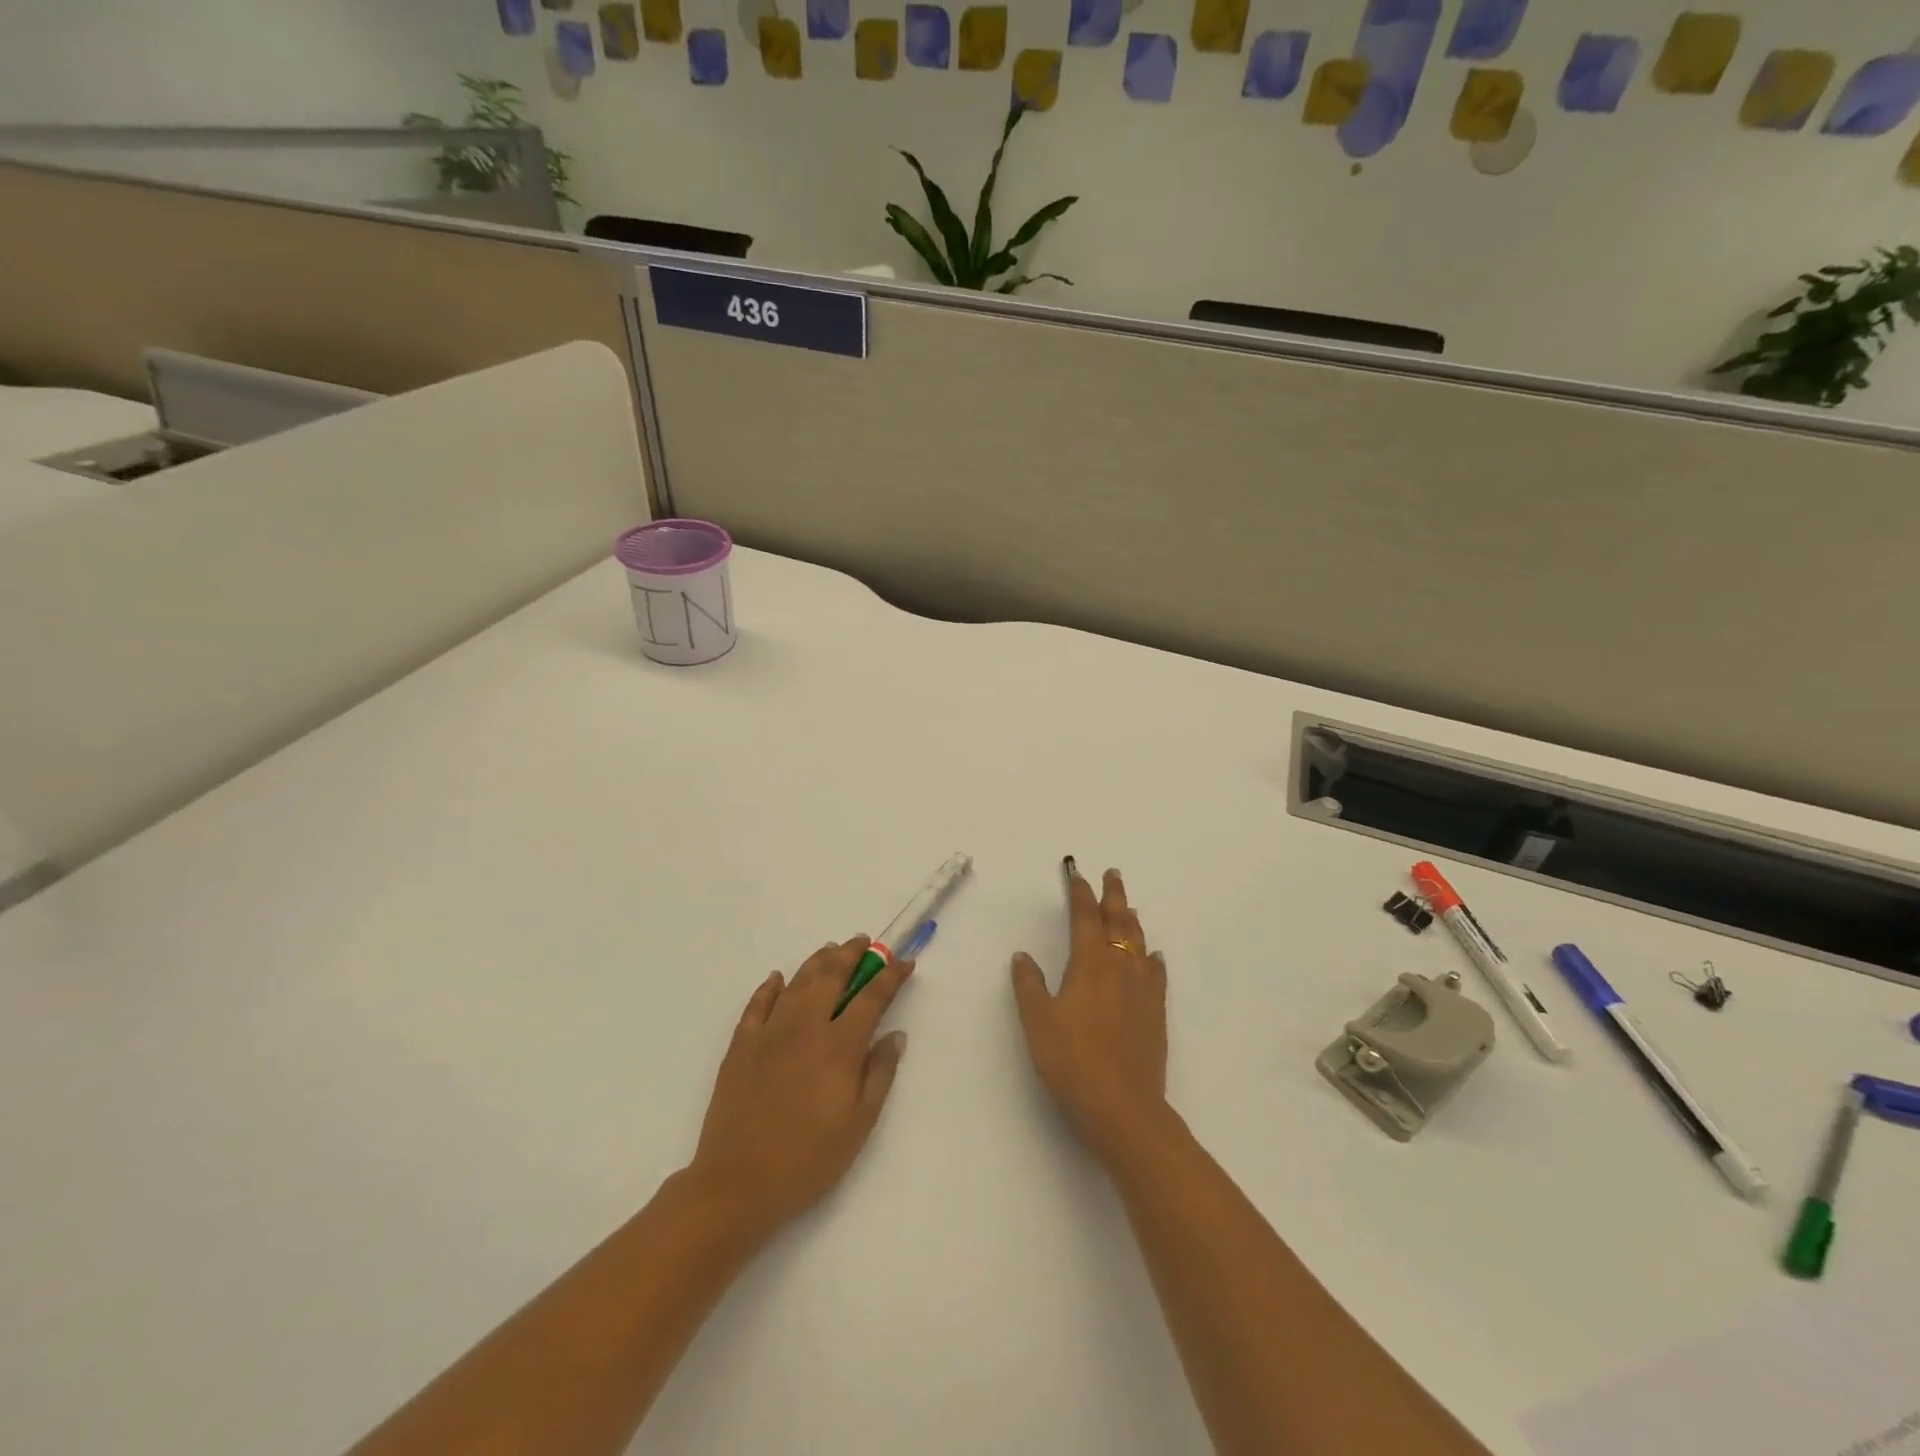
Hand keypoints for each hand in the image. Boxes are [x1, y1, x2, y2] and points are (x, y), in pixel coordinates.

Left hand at [688, 937, 913, 1239]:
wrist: (737, 1184)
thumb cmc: (808, 1160)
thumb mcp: (859, 1125)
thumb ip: (880, 1074)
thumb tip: (895, 1035)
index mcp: (839, 1046)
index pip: (872, 998)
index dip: (891, 976)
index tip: (905, 962)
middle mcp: (806, 1027)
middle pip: (832, 976)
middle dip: (852, 954)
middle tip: (864, 942)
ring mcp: (769, 1033)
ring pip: (797, 982)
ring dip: (817, 961)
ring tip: (831, 949)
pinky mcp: (741, 1046)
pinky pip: (757, 1004)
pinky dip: (770, 986)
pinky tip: (778, 978)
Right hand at [1011, 865, 1167, 1164]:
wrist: (1123, 1108)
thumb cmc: (1072, 1062)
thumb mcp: (1038, 1022)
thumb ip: (1029, 986)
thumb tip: (1022, 955)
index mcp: (1089, 965)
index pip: (1085, 919)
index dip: (1080, 895)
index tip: (1077, 876)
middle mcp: (1119, 969)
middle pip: (1118, 923)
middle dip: (1113, 896)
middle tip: (1113, 874)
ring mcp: (1142, 991)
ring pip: (1139, 944)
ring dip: (1132, 921)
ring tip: (1129, 907)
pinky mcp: (1156, 1014)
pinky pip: (1157, 976)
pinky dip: (1153, 960)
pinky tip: (1154, 957)